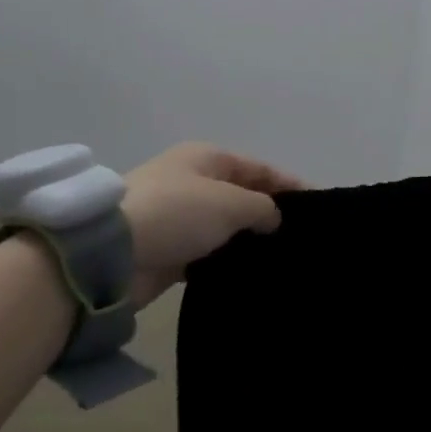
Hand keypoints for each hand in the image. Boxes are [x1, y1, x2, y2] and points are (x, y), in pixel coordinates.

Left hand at [122, 143, 304, 305]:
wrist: (113, 253)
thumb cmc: (178, 212)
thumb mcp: (230, 202)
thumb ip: (262, 207)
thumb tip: (274, 218)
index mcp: (207, 158)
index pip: (259, 168)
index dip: (289, 184)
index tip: (318, 206)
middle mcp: (193, 181)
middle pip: (242, 195)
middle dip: (269, 213)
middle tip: (301, 237)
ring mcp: (179, 216)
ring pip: (225, 226)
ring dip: (248, 239)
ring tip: (282, 258)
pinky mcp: (169, 250)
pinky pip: (208, 251)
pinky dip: (227, 259)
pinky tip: (250, 273)